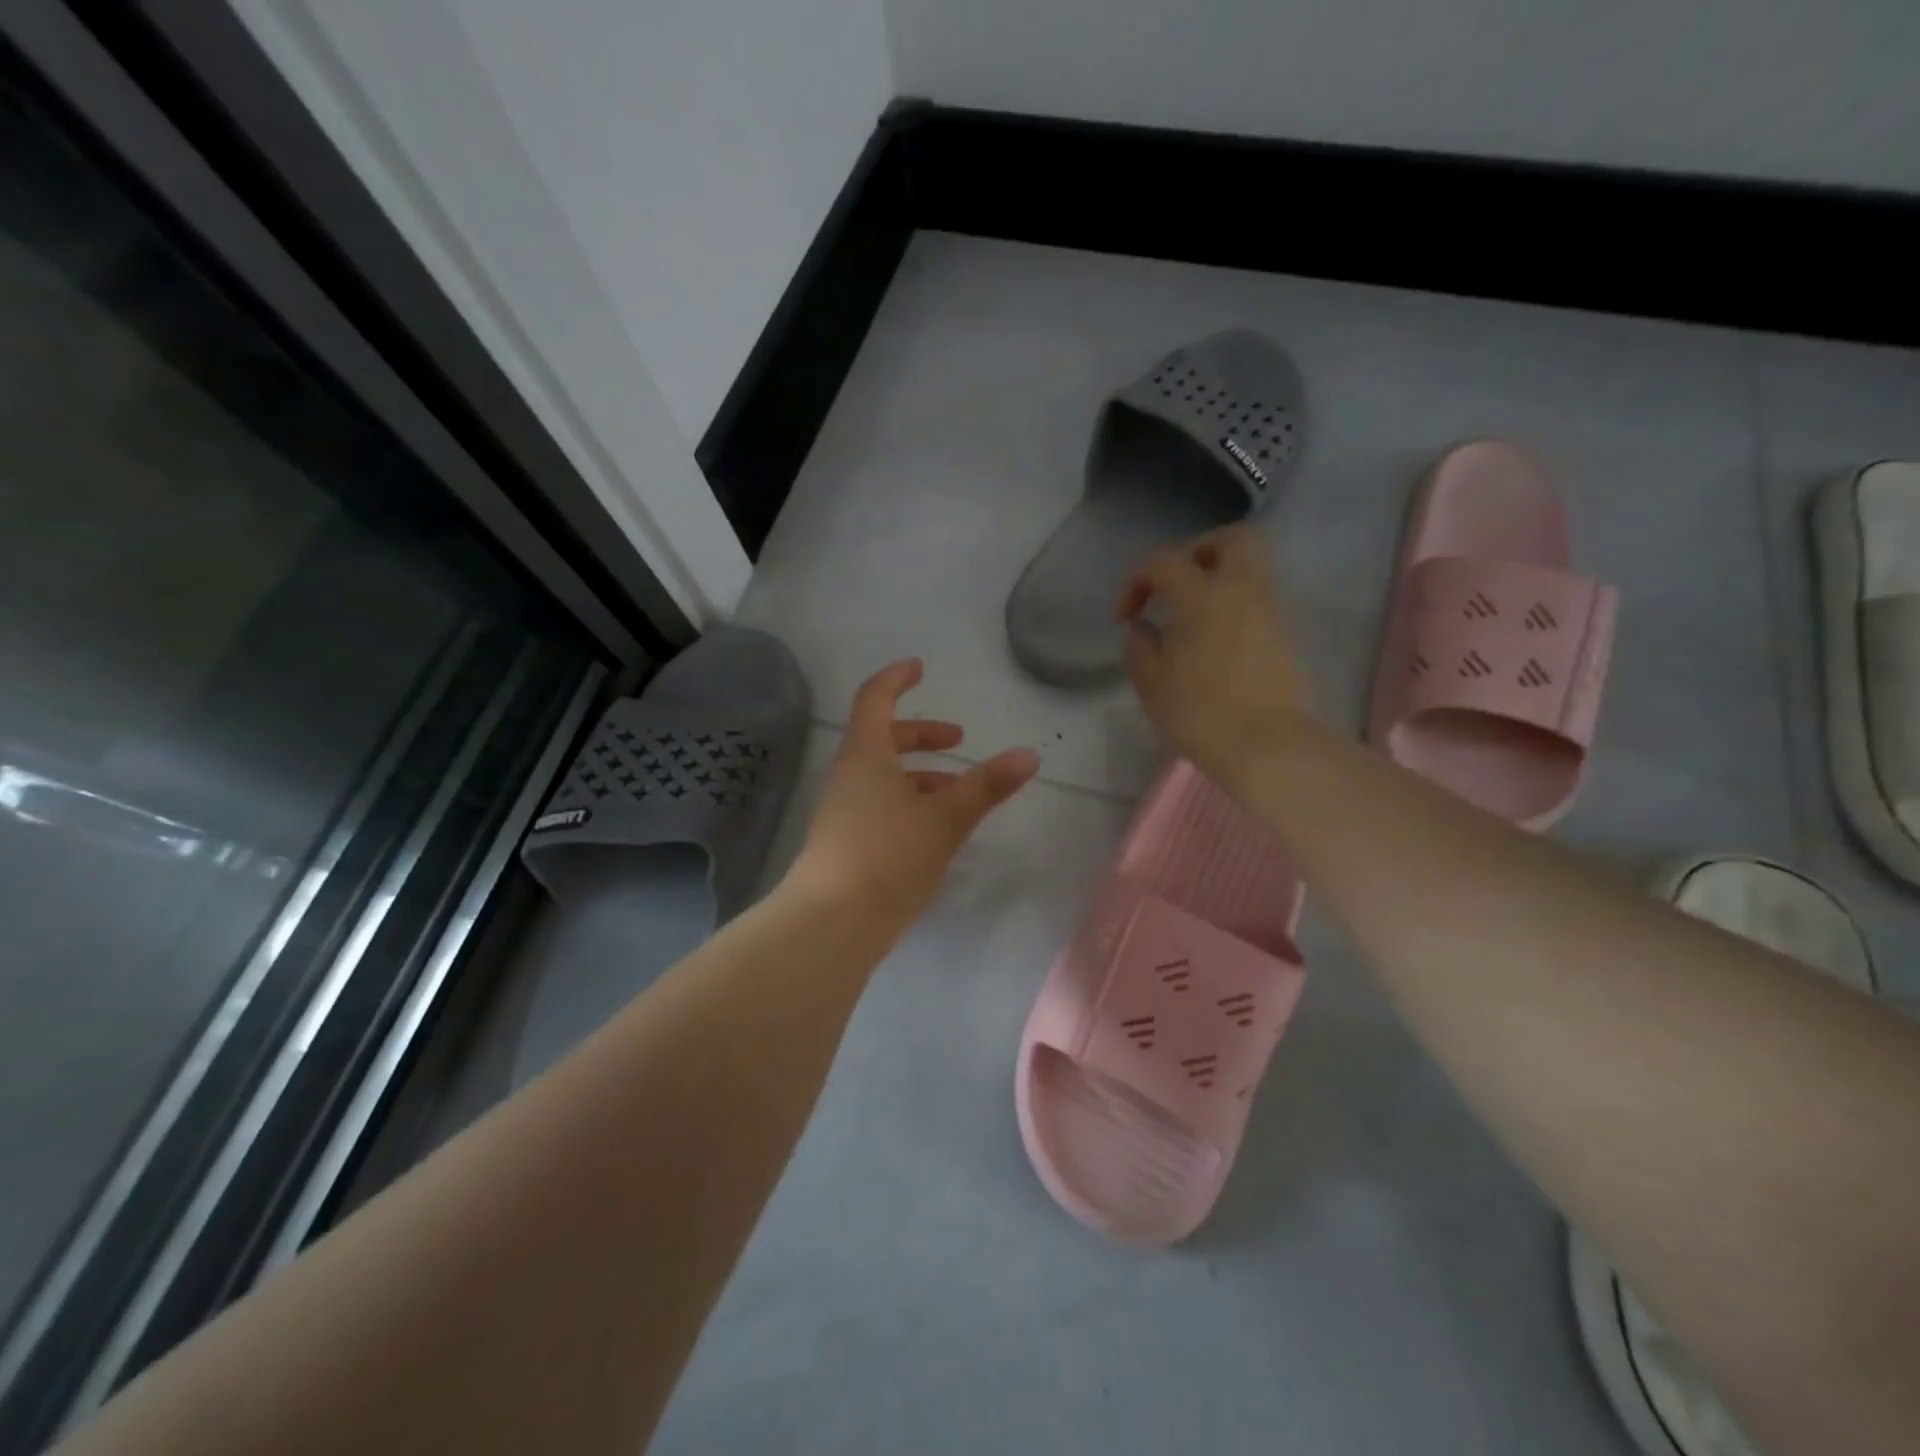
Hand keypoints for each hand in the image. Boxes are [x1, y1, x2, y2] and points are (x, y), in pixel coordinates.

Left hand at [788, 659, 1038, 932]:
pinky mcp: (847, 844)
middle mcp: (850, 776)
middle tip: (958, 740)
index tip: (920, 667)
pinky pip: (881, 806)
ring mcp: (844, 811)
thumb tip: (1028, 755)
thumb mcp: (946, 818)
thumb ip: (987, 786)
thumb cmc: (889, 855)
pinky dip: (911, 803)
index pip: (875, 699)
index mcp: (866, 755)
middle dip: (921, 734)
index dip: (897, 679)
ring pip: (884, 776)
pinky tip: (936, 831)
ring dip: (921, 775)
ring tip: (960, 793)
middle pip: (883, 738)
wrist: (831, 923)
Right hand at [1115, 525, 1317, 787]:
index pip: (1165, 561)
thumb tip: (1143, 627)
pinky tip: (1215, 638)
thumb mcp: (1152, 684)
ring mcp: (1271, 611)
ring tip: (1193, 614)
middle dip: (1198, 550)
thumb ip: (1140, 647)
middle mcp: (1242, 591)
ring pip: (1251, 567)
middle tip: (1175, 583)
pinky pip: (1259, 599)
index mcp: (1202, 596)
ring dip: (1219, 578)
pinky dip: (1235, 604)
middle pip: (1231, 539)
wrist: (1270, 747)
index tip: (1124, 617)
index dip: (1137, 581)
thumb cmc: (1201, 714)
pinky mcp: (1286, 635)